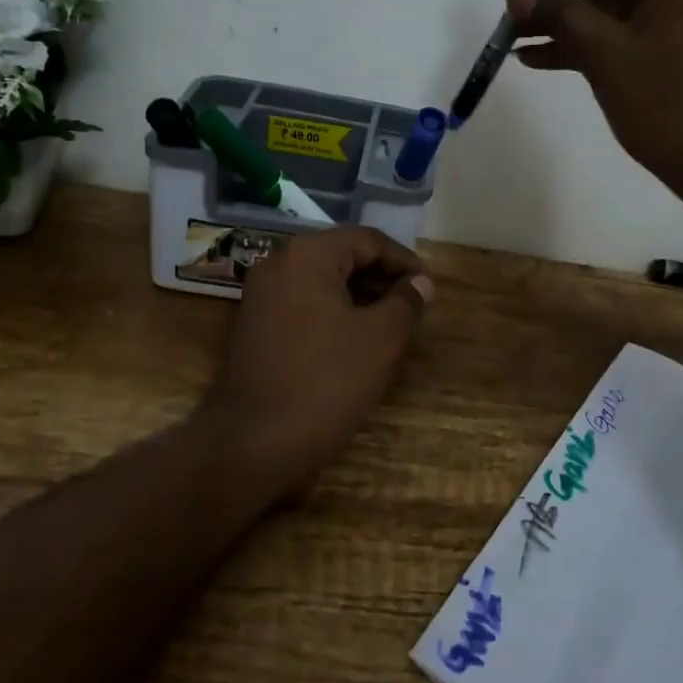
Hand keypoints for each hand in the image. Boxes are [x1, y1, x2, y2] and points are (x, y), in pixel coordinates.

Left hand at [202, 226, 432, 499]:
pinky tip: (357, 337)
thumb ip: (405, 302)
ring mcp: (262, 293)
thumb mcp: (380, 339)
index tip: (429, 287)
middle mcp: (280, 263)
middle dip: (382, 277)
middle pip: (343, 255)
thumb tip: (421, 284)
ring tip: (392, 322)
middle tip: (414, 304)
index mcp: (308, 255)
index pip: (367, 240)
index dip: (404, 261)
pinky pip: (305, 301)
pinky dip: (335, 310)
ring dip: (361, 295)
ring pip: (323, 279)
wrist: (253, 442)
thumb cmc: (325, 381)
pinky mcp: (256, 323)